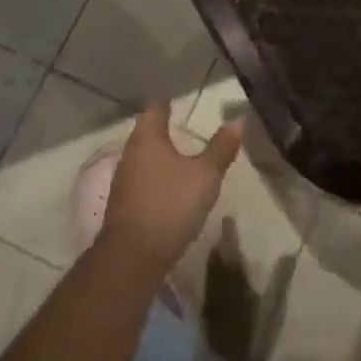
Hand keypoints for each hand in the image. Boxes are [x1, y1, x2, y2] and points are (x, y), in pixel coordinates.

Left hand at [99, 106, 242, 279]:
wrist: (132, 259)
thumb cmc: (170, 205)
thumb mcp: (205, 175)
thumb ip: (221, 147)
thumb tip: (237, 119)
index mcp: (147, 138)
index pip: (155, 109)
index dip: (168, 103)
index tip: (181, 100)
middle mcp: (130, 154)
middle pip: (146, 133)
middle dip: (164, 129)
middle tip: (186, 127)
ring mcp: (123, 182)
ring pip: (143, 158)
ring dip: (160, 156)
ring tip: (182, 157)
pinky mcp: (122, 207)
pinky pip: (141, 181)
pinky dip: (156, 178)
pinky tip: (170, 188)